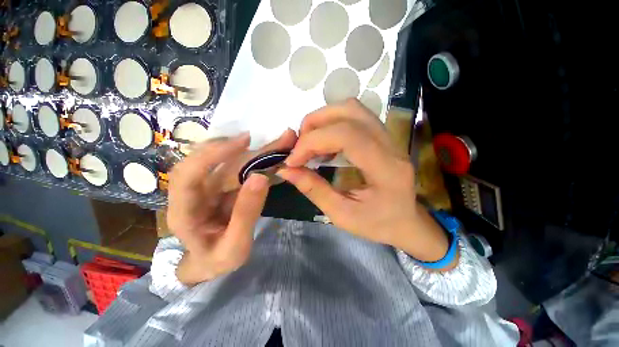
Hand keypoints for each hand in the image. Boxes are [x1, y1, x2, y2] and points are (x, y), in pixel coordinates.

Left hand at [168, 131, 295, 285]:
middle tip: (273, 137)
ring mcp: (207, 186)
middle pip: (211, 160)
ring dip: (253, 150)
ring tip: (278, 142)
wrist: (209, 263)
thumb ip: (246, 213)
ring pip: (228, 161)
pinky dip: (256, 159)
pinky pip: (237, 168)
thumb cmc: (218, 260)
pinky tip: (271, 153)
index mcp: (184, 212)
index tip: (244, 142)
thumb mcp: (235, 246)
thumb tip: (260, 177)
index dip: (212, 154)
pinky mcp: (220, 185)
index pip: (188, 174)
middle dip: (243, 146)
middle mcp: (192, 192)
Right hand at [278, 99, 451, 264]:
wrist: (407, 222)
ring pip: (353, 109)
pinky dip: (333, 123)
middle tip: (299, 146)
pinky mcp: (383, 137)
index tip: (293, 160)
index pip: (347, 136)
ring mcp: (389, 137)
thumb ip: (314, 190)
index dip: (313, 142)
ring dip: (324, 119)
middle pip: (350, 112)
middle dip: (315, 124)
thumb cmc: (378, 224)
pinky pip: (355, 117)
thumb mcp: (342, 215)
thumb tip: (286, 170)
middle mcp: (391, 145)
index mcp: (386, 169)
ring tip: (310, 142)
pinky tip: (325, 143)